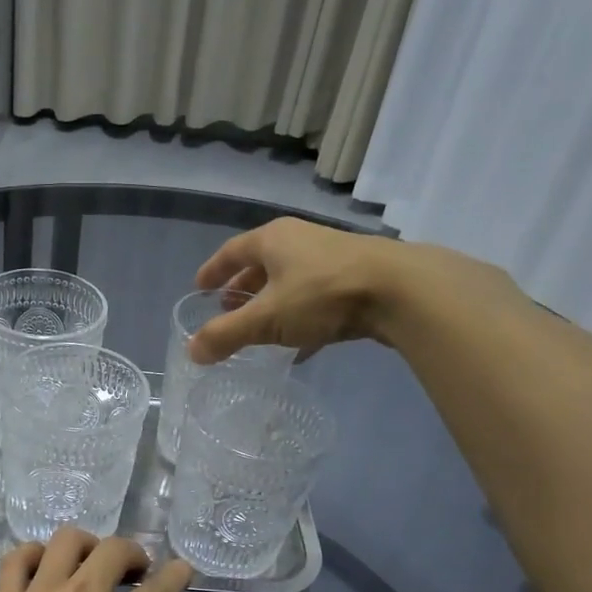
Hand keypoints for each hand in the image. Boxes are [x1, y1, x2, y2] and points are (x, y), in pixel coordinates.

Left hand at [0, 528, 215, 591]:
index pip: (164, 581)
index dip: (179, 574)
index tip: (180, 575)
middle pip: (116, 549)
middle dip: (136, 556)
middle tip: (137, 576)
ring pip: (66, 541)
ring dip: (89, 547)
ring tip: (91, 567)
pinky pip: (16, 559)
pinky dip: (35, 554)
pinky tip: (43, 571)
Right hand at [189, 217, 415, 363]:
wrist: (400, 291)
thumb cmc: (322, 295)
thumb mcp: (267, 318)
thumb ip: (226, 335)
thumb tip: (191, 351)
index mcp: (273, 239)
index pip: (232, 252)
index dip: (213, 271)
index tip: (200, 288)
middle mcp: (300, 241)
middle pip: (262, 264)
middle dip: (243, 288)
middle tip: (228, 310)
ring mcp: (331, 260)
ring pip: (291, 282)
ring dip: (272, 304)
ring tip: (259, 328)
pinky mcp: (356, 281)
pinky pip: (316, 301)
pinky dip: (301, 321)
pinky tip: (299, 348)